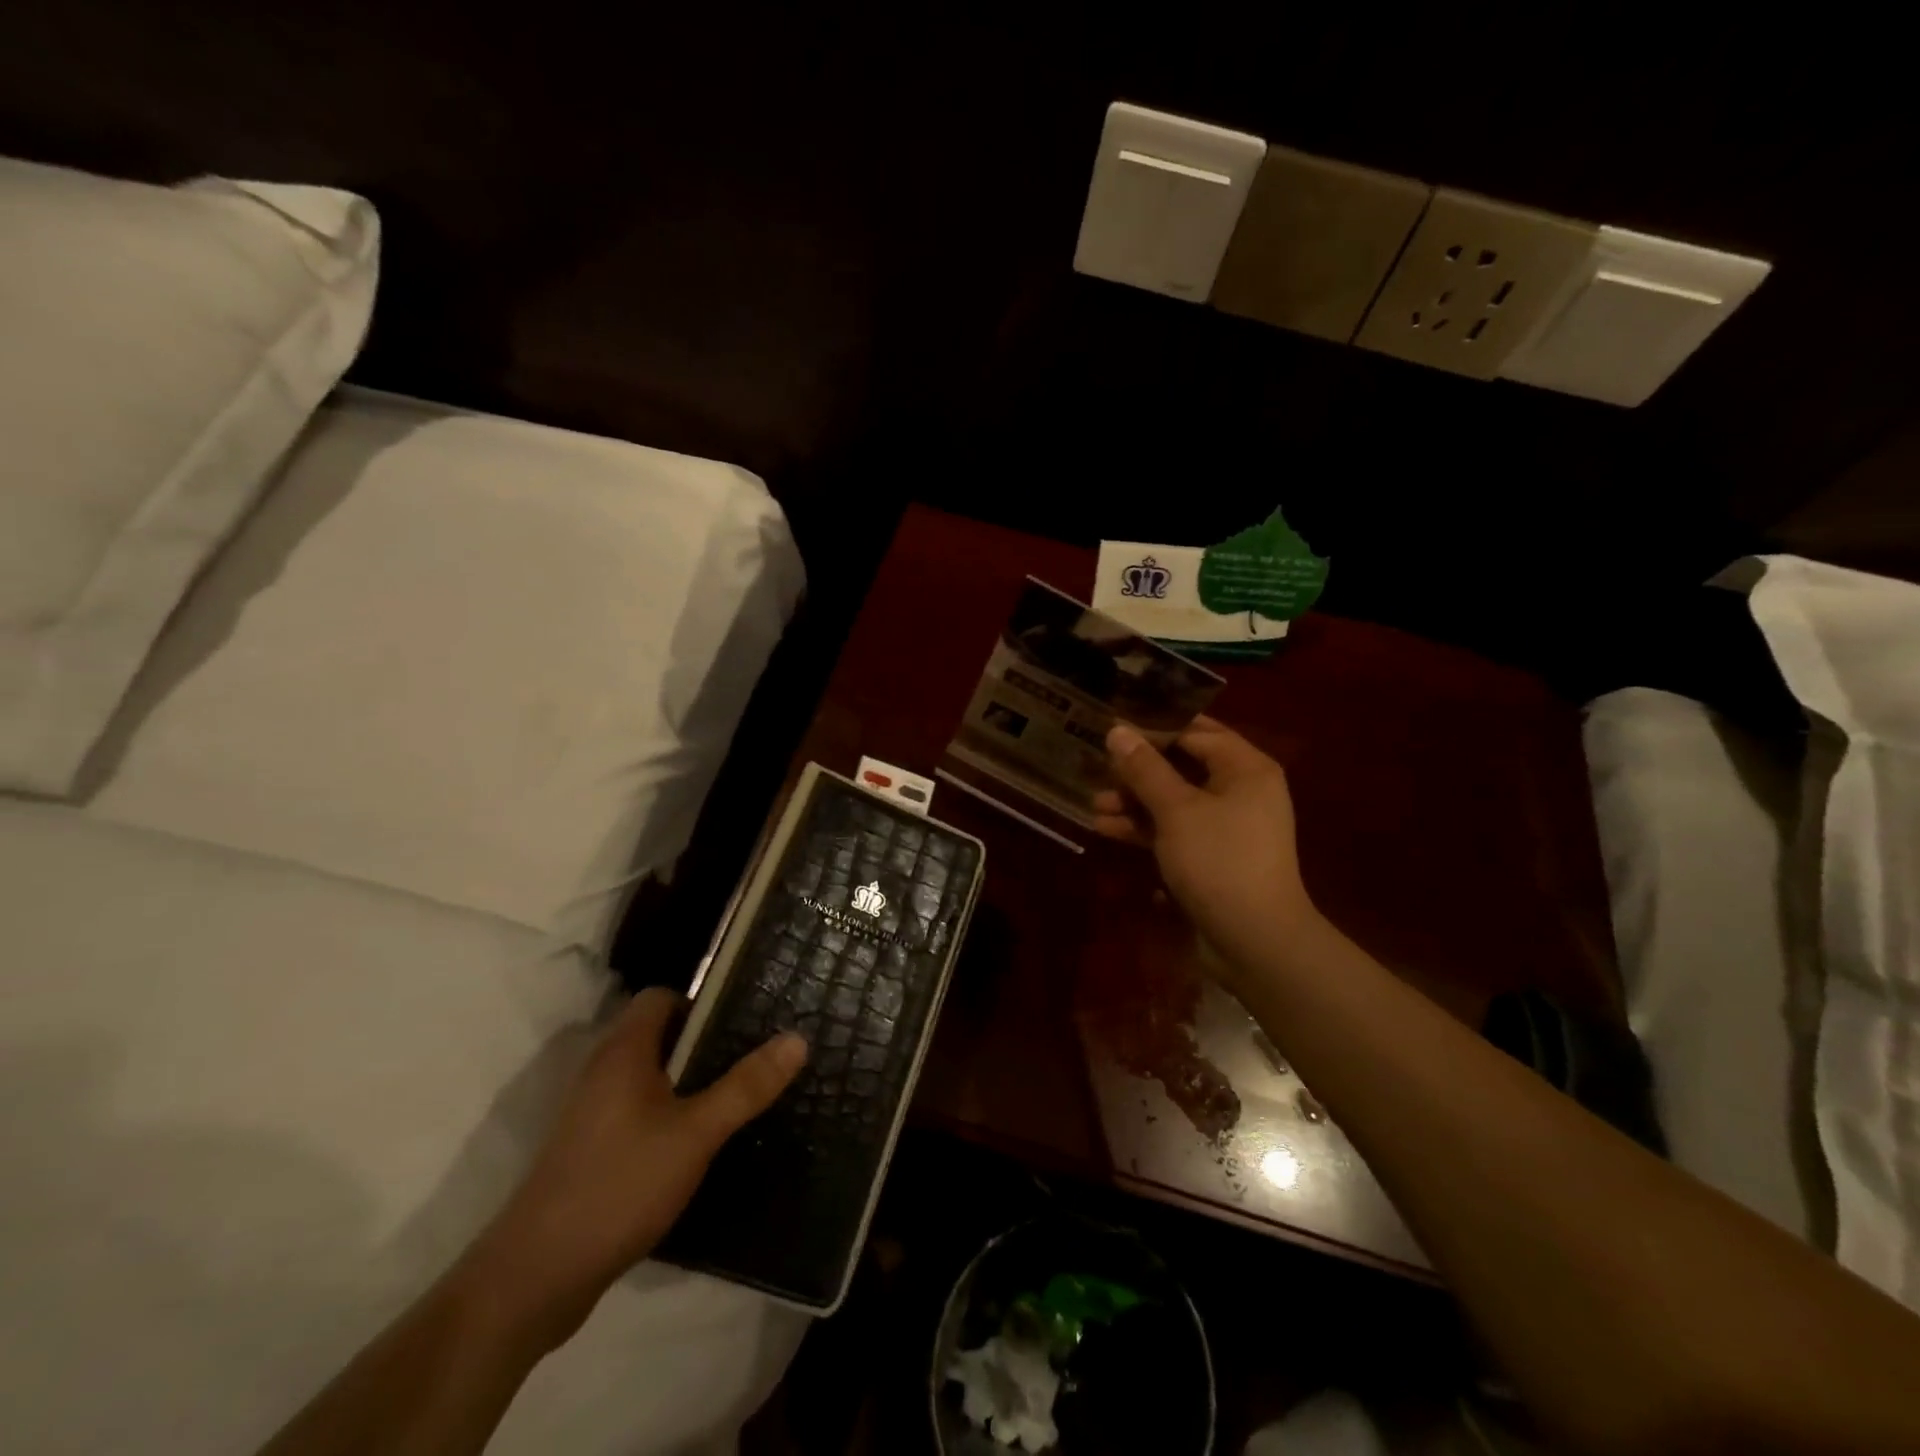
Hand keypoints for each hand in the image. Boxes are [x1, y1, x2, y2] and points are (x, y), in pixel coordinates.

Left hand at [462, 988, 804, 1347]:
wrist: (535, 1279)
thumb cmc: (619, 1185)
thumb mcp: (696, 1133)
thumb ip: (746, 1086)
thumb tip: (797, 1038)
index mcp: (623, 1051)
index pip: (661, 996)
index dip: (702, 1000)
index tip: (746, 1019)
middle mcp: (603, 1071)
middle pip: (659, 1035)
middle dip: (706, 1042)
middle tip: (756, 1055)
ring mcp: (593, 1114)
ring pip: (651, 1076)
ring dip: (690, 1080)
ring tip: (739, 1094)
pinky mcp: (592, 1150)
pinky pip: (640, 1110)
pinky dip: (671, 1113)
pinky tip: (701, 1141)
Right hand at [1094, 717, 1321, 979]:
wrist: (1255, 941)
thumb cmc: (1220, 861)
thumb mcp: (1177, 810)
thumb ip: (1145, 768)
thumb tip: (1117, 730)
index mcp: (1245, 769)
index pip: (1196, 732)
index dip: (1154, 727)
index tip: (1113, 726)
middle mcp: (1240, 790)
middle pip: (1183, 766)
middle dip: (1138, 769)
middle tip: (1097, 765)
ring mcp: (1226, 825)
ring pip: (1174, 800)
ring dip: (1135, 801)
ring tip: (1094, 802)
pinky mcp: (1212, 855)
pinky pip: (1175, 829)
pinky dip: (1145, 827)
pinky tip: (1106, 828)